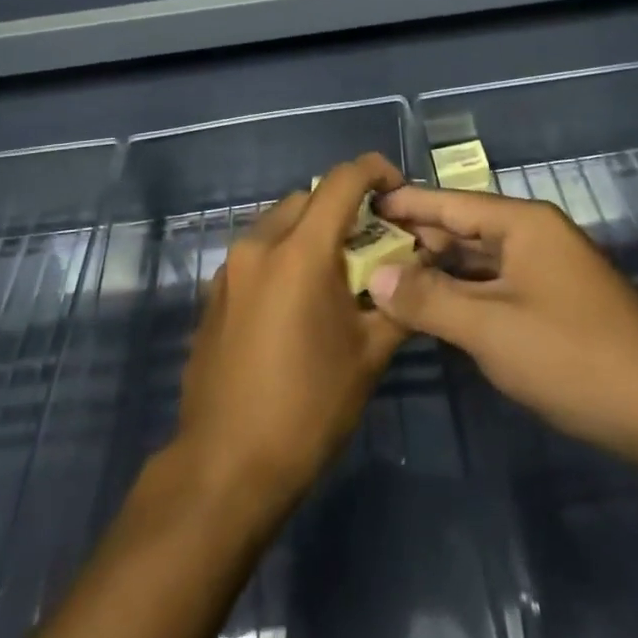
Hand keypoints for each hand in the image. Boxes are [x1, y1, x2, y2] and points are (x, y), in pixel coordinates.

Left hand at [174, 154, 410, 516]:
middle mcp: (259, 245)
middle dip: (345, 208)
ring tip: (338, 273)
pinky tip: (300, 301)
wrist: (225, 465)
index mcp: (300, 252)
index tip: (399, 191)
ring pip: (279, 222)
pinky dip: (285, 255)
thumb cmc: (308, 408)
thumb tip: (423, 265)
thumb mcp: (369, 354)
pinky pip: (258, 252)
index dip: (376, 171)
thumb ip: (400, 299)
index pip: (342, 181)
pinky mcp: (214, 293)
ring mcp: (230, 269)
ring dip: (312, 231)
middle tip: (374, 242)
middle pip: (308, 198)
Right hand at [366, 186, 637, 467]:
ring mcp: (546, 272)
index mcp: (523, 224)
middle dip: (414, 240)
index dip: (404, 202)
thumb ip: (430, 299)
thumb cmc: (575, 356)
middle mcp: (534, 237)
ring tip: (383, 279)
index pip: (449, 202)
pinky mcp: (552, 305)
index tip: (359, 202)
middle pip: (462, 229)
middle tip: (359, 250)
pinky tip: (430, 311)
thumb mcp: (492, 328)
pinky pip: (494, 288)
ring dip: (436, 272)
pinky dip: (461, 296)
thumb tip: (378, 276)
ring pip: (477, 262)